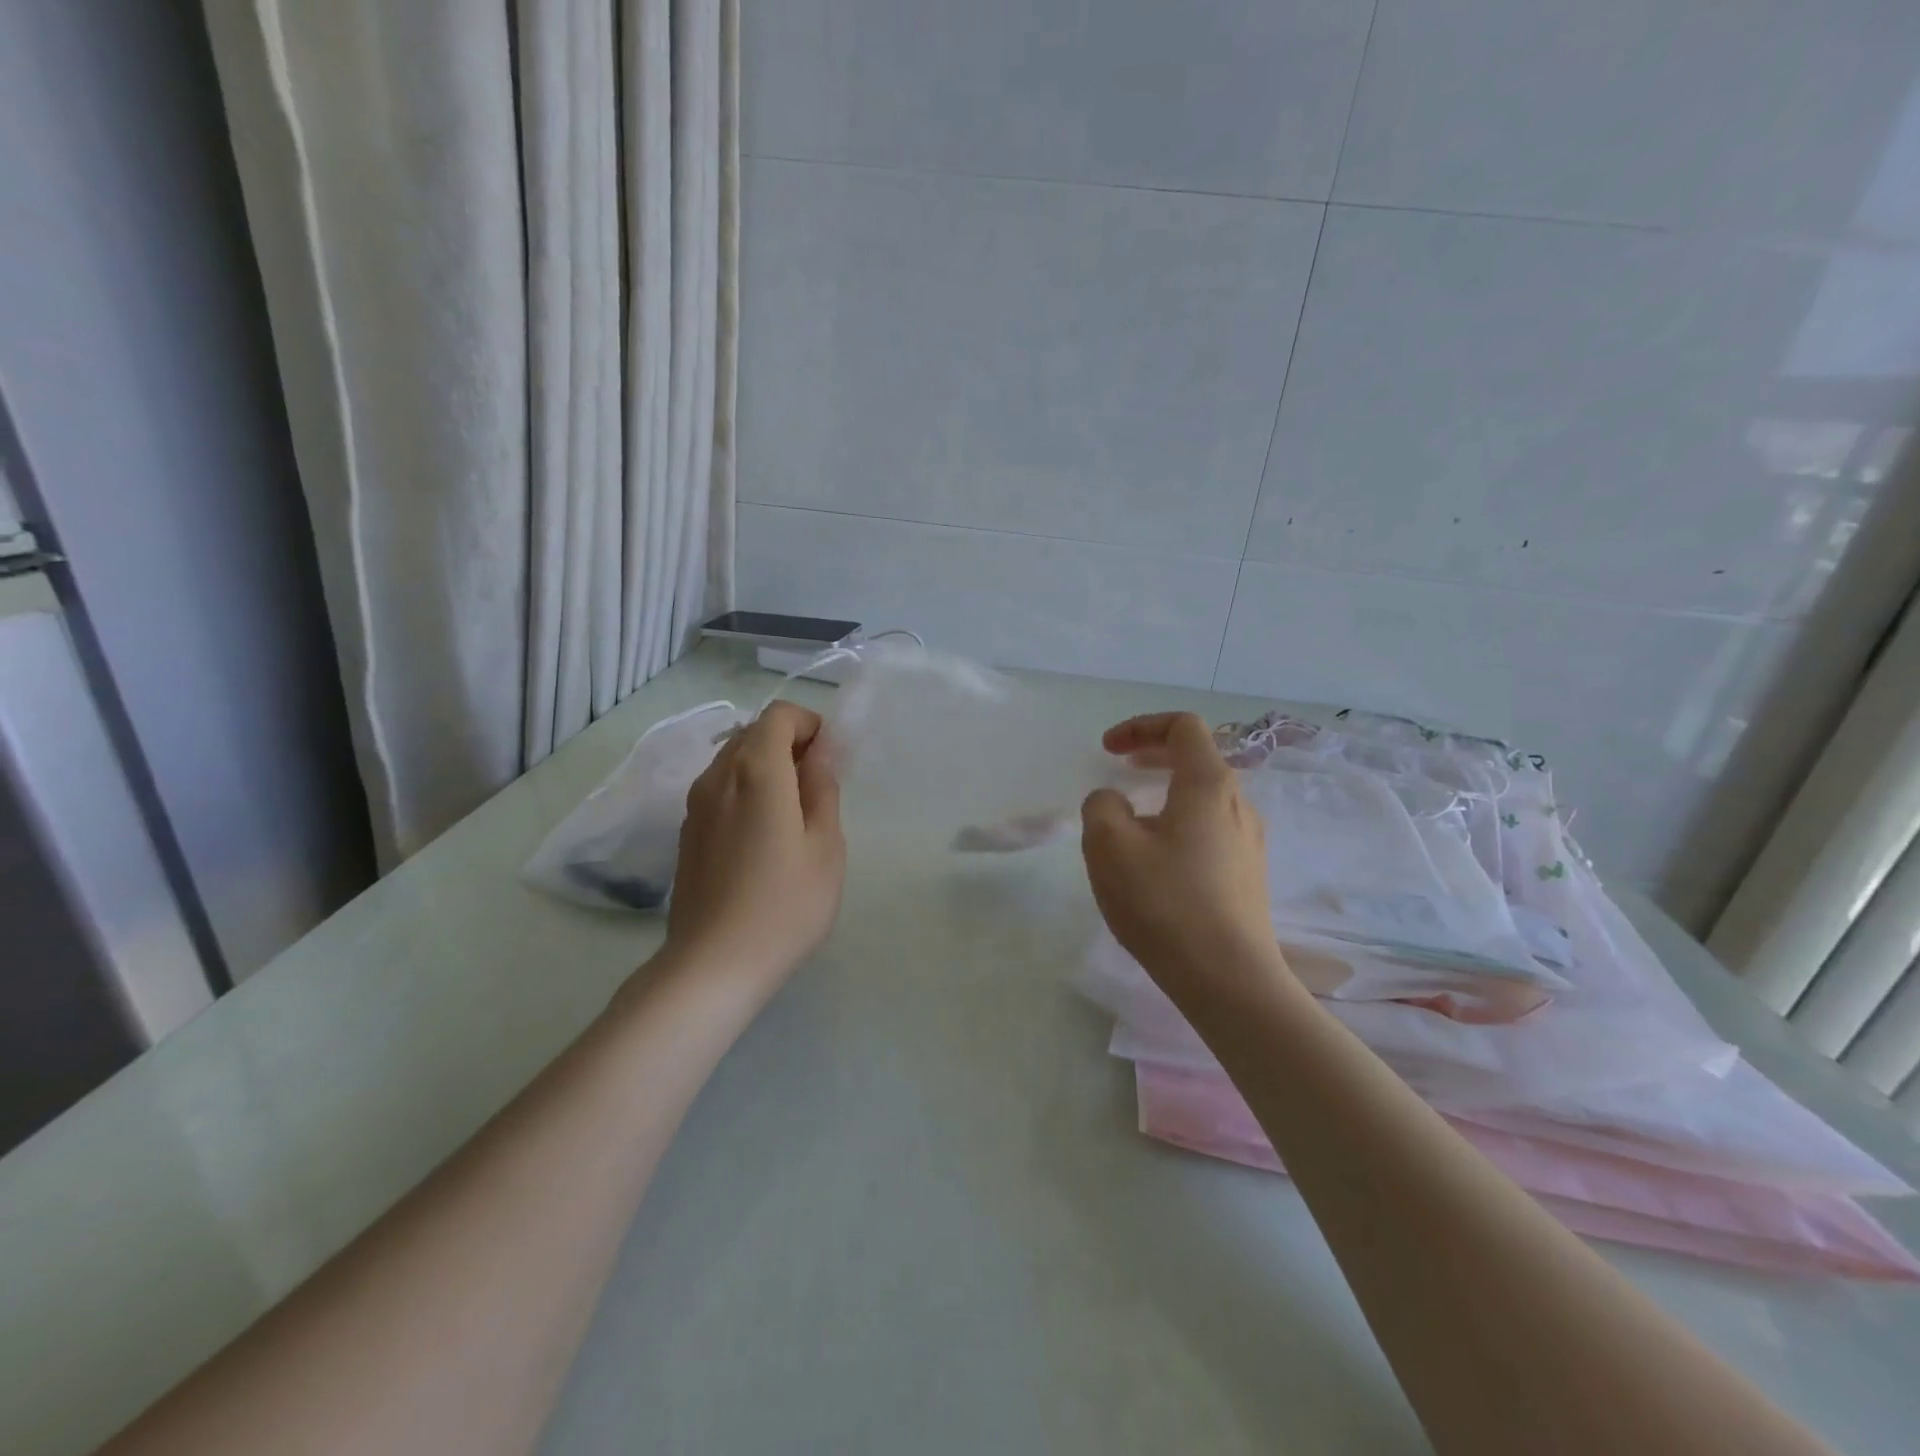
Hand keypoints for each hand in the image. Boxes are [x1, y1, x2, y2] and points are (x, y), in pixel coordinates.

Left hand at [662, 701, 845, 990]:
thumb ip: (823, 788)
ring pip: (733, 759)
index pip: (779, 714)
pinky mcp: (687, 830)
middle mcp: (718, 776)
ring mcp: (695, 804)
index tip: (830, 761)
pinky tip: (762, 837)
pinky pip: (720, 787)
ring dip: (767, 767)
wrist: (713, 965)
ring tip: (792, 815)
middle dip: (789, 744)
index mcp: (756, 771)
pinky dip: (746, 790)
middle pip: (754, 732)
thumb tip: (821, 752)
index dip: (810, 725)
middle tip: (817, 788)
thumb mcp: (825, 846)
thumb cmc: (785, 905)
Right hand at [1081, 712, 1286, 991]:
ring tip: (1132, 821)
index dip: (1141, 726)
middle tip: (1120, 767)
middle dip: (1153, 754)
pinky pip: (1210, 830)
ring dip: (1165, 792)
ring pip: (1204, 797)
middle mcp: (1238, 804)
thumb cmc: (1164, 903)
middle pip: (1197, 758)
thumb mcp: (1109, 846)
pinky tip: (1156, 861)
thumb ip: (1101, 806)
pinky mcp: (1248, 875)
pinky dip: (1179, 823)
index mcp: (1209, 785)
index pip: (1183, 726)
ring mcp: (1249, 842)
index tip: (1108, 750)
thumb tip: (1114, 803)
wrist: (1228, 980)